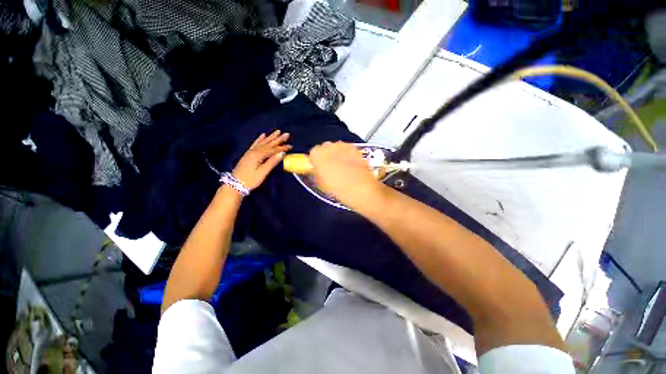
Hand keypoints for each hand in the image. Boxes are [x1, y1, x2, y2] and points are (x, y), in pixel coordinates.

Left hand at [233, 130, 291, 189]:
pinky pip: (255, 144)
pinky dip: (259, 139)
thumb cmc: (251, 180)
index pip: (273, 150)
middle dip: (278, 139)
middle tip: (286, 134)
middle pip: (269, 144)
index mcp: (259, 155)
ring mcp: (251, 152)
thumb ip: (272, 162)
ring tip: (277, 131)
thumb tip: (282, 153)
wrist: (235, 184)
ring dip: (271, 137)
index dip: (282, 147)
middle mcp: (255, 151)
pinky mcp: (248, 154)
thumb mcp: (263, 172)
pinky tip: (263, 135)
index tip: (291, 145)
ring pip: (263, 142)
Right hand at [309, 142, 385, 208]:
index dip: (316, 161)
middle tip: (330, 169)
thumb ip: (317, 173)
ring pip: (337, 148)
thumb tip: (317, 170)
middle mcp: (330, 146)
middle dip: (327, 156)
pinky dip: (348, 156)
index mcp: (317, 154)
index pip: (313, 153)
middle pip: (325, 148)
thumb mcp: (321, 184)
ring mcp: (344, 146)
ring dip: (338, 155)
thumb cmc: (337, 188)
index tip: (319, 168)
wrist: (361, 189)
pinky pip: (348, 150)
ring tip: (342, 168)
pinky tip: (352, 167)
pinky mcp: (356, 149)